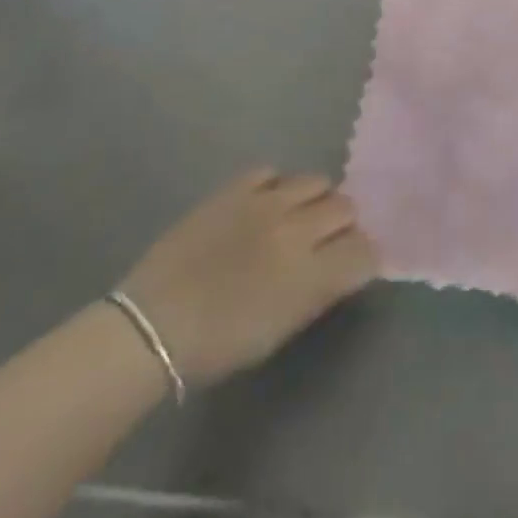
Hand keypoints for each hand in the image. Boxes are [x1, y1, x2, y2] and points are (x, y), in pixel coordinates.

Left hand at [120, 167, 377, 385]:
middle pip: (346, 208)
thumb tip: (342, 264)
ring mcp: (267, 202)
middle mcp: (298, 230)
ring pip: (317, 180)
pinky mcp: (237, 188)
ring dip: (314, 200)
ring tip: (296, 217)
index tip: (352, 264)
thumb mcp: (281, 329)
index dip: (364, 256)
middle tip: (323, 241)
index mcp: (311, 275)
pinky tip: (263, 204)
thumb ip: (319, 290)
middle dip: (342, 225)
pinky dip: (275, 186)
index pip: (365, 250)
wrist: (152, 327)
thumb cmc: (217, 345)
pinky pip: (272, 171)